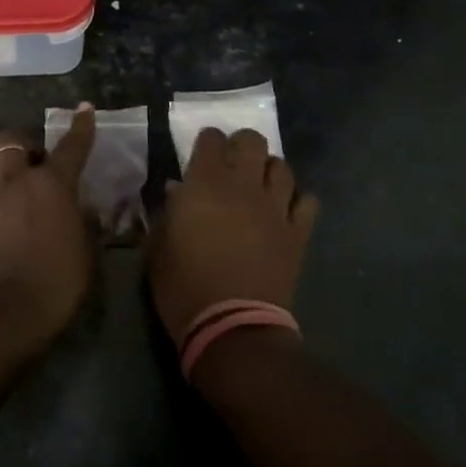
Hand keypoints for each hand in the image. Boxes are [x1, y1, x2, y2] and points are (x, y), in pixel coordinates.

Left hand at [0, 105, 97, 341]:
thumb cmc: (53, 284)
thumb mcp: (84, 256)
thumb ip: (83, 226)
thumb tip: (82, 211)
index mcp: (51, 185)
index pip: (71, 146)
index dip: (81, 126)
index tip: (84, 109)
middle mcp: (13, 181)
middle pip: (10, 140)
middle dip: (21, 145)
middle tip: (32, 167)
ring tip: (5, 196)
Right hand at [146, 127, 318, 344]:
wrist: (232, 328)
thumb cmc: (183, 287)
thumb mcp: (158, 248)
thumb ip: (167, 213)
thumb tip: (176, 192)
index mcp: (205, 184)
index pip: (212, 139)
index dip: (207, 143)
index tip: (201, 156)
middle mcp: (244, 186)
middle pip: (253, 141)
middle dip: (242, 146)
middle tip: (233, 165)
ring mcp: (275, 208)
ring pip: (283, 167)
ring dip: (270, 171)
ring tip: (260, 186)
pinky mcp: (297, 233)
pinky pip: (307, 202)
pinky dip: (298, 201)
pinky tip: (286, 212)